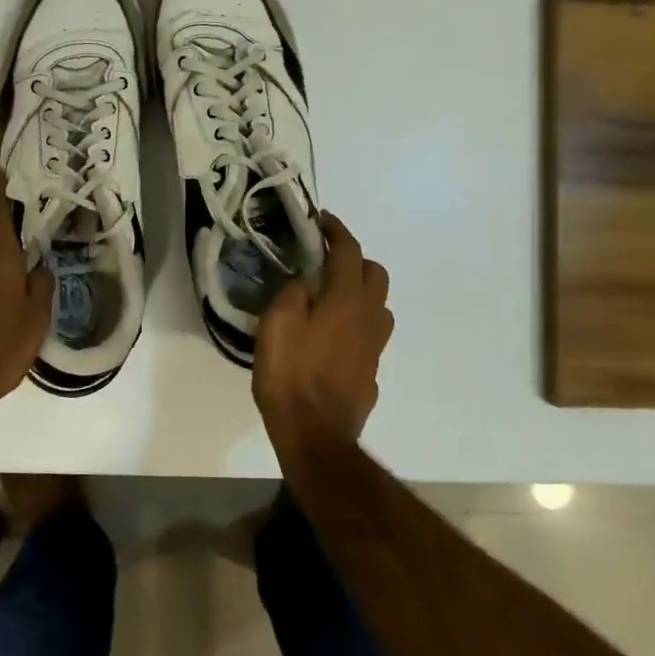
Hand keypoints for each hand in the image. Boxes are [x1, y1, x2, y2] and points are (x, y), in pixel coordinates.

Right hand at [253, 213, 393, 462]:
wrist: (315, 435)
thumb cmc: (290, 376)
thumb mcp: (277, 325)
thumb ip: (293, 294)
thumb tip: (306, 281)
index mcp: (346, 300)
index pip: (348, 252)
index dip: (336, 231)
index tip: (321, 220)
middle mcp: (369, 318)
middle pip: (375, 274)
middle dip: (354, 259)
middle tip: (325, 262)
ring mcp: (374, 347)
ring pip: (378, 306)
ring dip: (360, 292)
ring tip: (330, 298)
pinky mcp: (371, 372)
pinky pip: (369, 336)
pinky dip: (356, 324)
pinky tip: (333, 338)